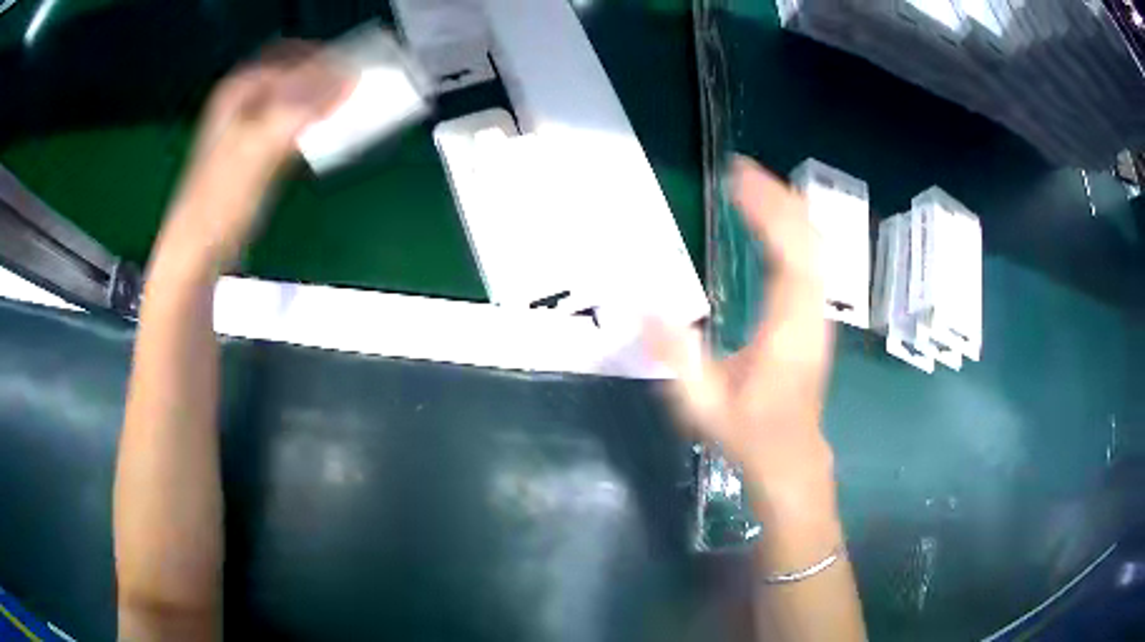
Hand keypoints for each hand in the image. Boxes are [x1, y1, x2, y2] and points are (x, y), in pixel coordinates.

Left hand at [164, 41, 352, 267]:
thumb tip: (349, 78)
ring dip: (323, 101)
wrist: (199, 250)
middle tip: (357, 89)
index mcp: (240, 88)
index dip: (329, 60)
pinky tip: (326, 135)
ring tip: (349, 110)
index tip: (362, 71)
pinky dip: (313, 124)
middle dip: (328, 78)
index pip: (295, 55)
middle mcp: (244, 99)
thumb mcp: (260, 148)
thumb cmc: (221, 201)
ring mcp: (249, 124)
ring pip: (297, 98)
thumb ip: (302, 109)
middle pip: (297, 73)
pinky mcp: (257, 151)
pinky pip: (293, 123)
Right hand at [648, 156, 834, 506]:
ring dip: (787, 211)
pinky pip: (810, 261)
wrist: (791, 456)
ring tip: (753, 185)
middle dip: (777, 199)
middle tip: (740, 171)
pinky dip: (793, 232)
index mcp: (787, 330)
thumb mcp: (703, 406)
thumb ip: (676, 357)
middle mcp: (810, 314)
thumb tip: (641, 307)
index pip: (787, 257)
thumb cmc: (749, 433)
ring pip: (814, 248)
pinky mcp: (813, 316)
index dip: (767, 213)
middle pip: (807, 241)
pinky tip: (773, 220)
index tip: (738, 179)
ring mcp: (816, 314)